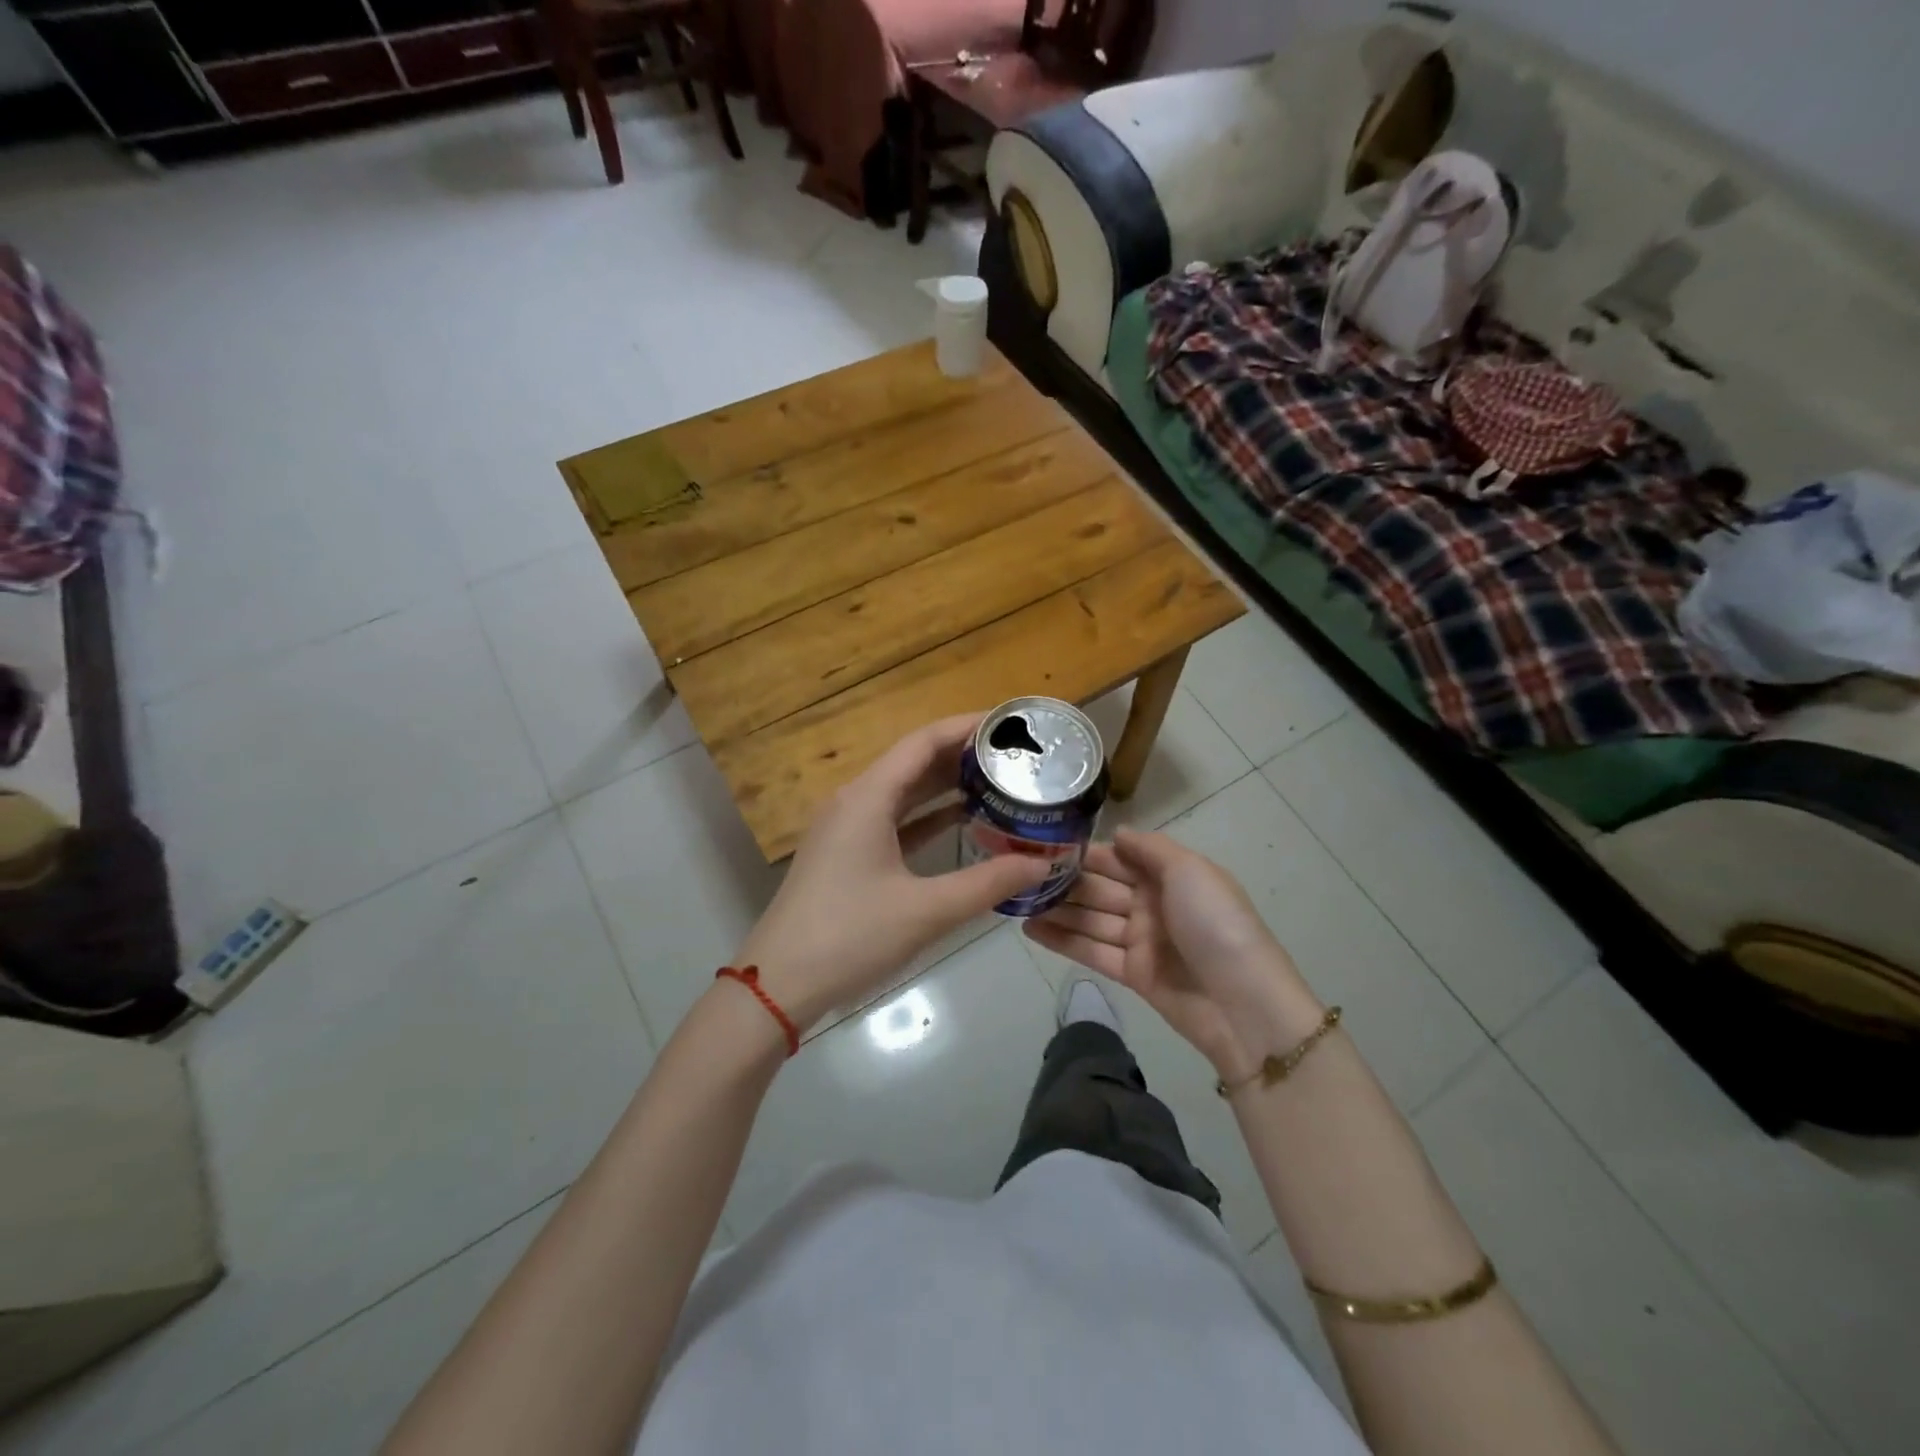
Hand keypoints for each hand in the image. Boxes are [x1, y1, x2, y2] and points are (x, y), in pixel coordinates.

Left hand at [735, 716, 1050, 1033]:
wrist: (779, 984)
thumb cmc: (850, 937)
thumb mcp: (926, 911)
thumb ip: (988, 883)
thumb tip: (1043, 864)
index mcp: (867, 798)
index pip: (923, 742)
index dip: (967, 727)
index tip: (1010, 724)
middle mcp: (854, 801)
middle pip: (914, 762)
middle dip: (963, 755)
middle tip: (1016, 756)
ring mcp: (847, 828)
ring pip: (904, 792)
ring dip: (947, 785)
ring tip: (999, 781)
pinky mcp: (847, 854)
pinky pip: (894, 819)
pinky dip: (929, 816)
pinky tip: (964, 822)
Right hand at [1025, 828, 1323, 1081]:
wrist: (1243, 1004)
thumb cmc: (1216, 925)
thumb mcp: (1190, 871)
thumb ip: (1150, 849)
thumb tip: (1117, 833)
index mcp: (1171, 875)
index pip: (1119, 858)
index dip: (1085, 853)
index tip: (1044, 846)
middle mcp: (1153, 903)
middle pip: (1101, 888)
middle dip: (1064, 882)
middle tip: (1017, 874)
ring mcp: (1142, 940)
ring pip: (1091, 919)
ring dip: (1056, 910)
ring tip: (1014, 901)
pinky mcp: (1132, 974)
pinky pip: (1092, 951)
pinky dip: (1062, 941)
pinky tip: (1030, 929)